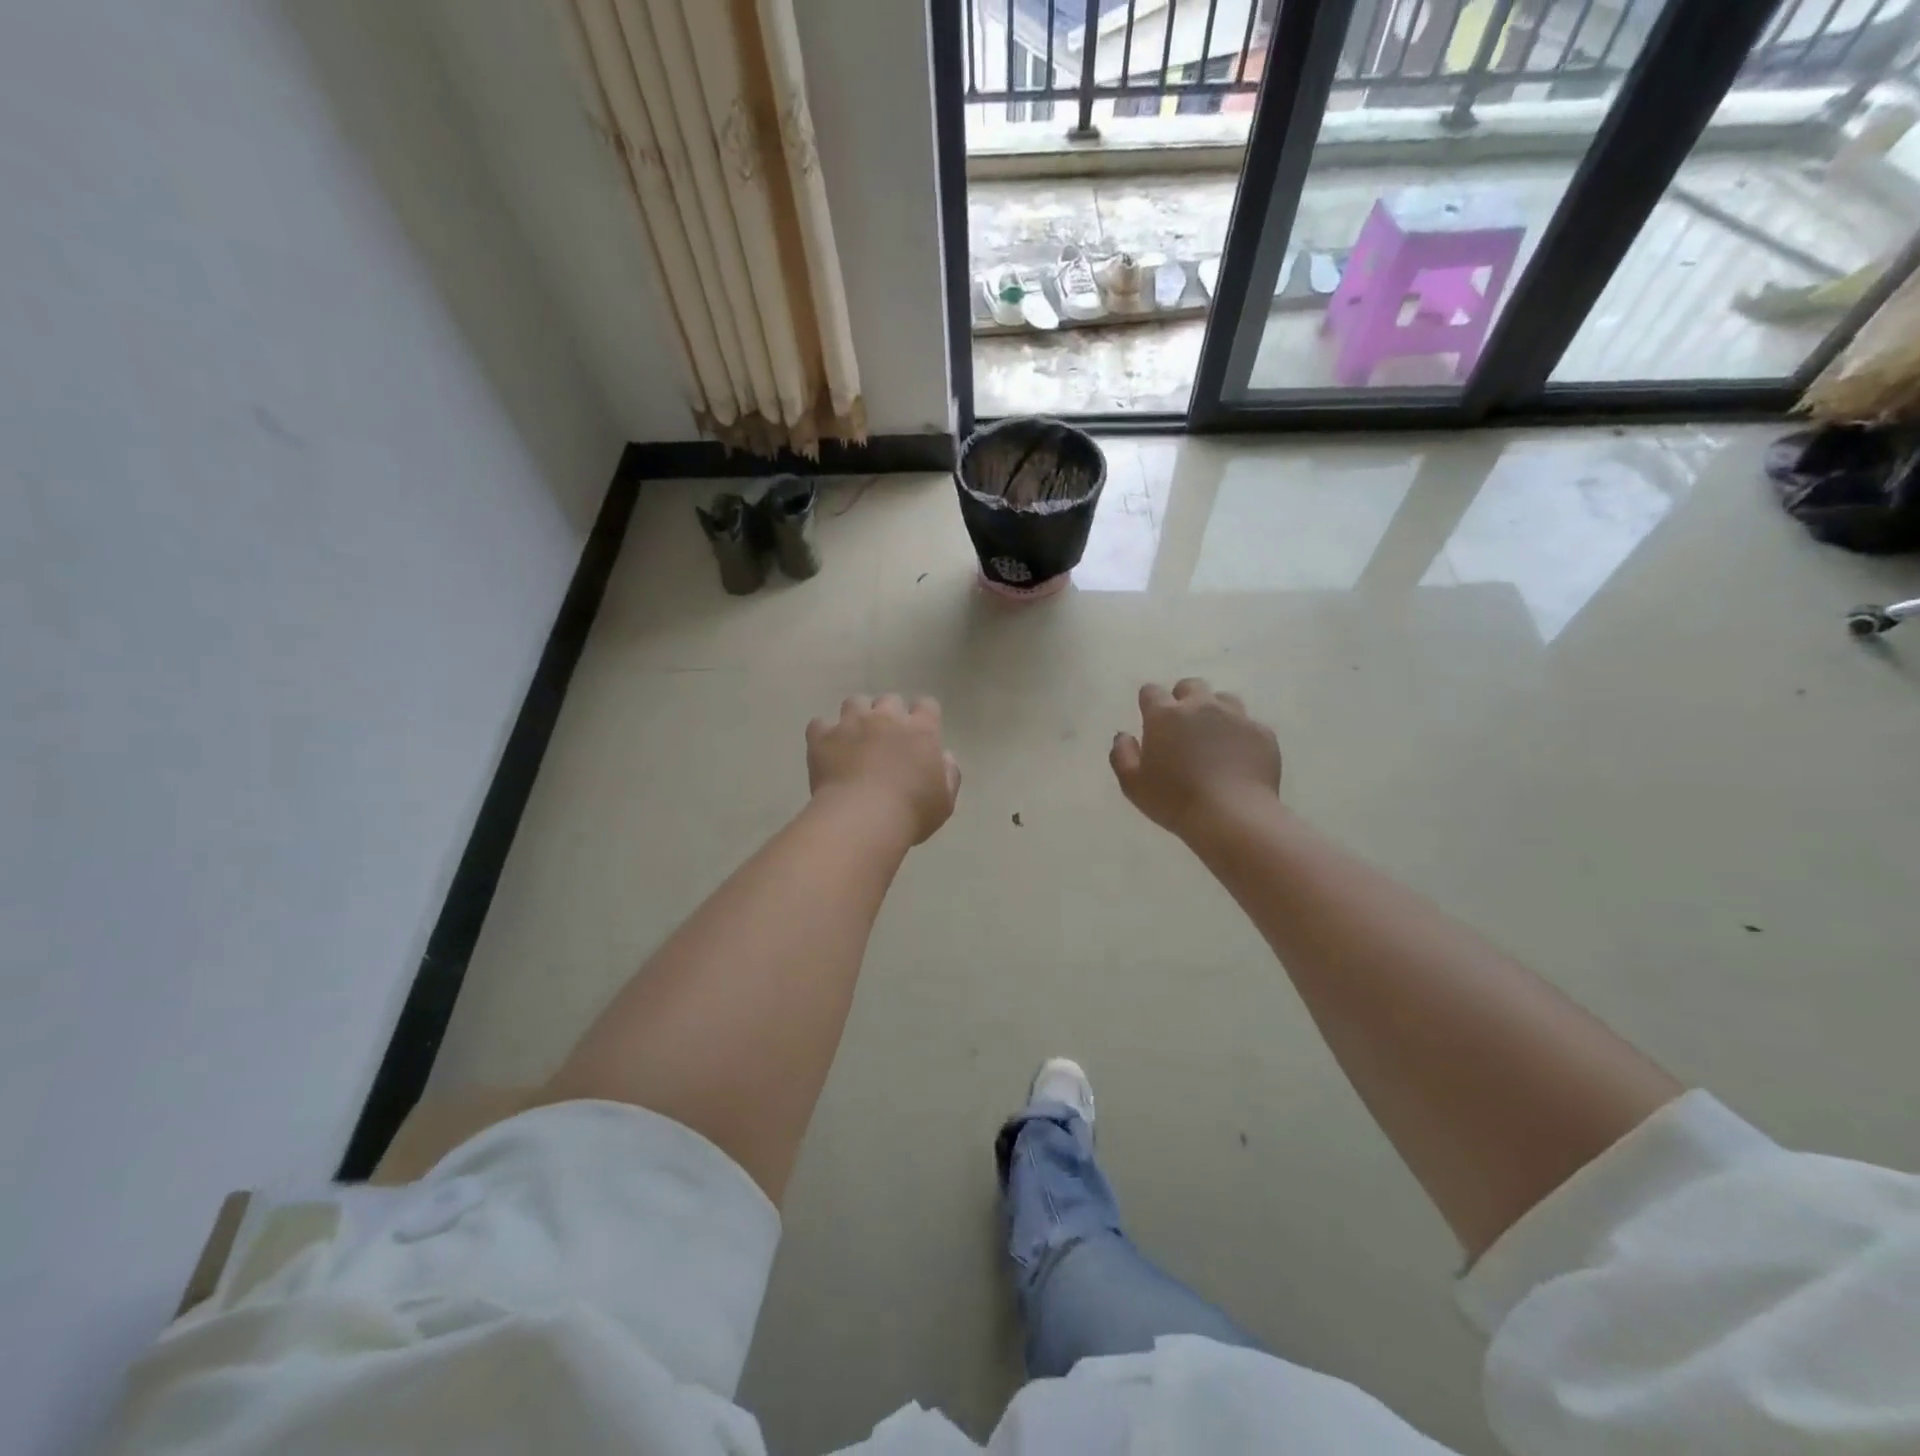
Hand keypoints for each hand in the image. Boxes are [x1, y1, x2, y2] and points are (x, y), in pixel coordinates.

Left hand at [807, 696, 960, 845]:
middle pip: (889, 700)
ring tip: (854, 738)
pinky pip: (819, 724)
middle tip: (885, 739)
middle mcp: (887, 718)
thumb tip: (945, 758)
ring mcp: (852, 724)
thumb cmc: (911, 812)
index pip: (927, 705)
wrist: (863, 818)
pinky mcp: (823, 737)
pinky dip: (823, 734)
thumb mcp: (944, 801)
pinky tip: (825, 748)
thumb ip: (949, 775)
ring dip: (856, 716)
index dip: (923, 716)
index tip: (920, 733)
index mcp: (921, 730)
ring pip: (854, 703)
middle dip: (888, 715)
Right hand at [1110, 678, 1280, 837]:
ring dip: (1215, 711)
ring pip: (1224, 699)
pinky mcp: (1262, 733)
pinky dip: (1240, 735)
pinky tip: (1237, 757)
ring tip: (1213, 738)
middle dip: (1183, 699)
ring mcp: (1236, 716)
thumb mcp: (1132, 784)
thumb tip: (1124, 736)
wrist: (1232, 816)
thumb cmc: (1174, 800)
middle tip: (1182, 727)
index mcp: (1165, 715)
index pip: (1151, 691)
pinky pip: (1249, 724)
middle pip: (1191, 686)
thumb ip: (1121, 754)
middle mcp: (1201, 706)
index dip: (1149, 702)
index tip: (1150, 720)